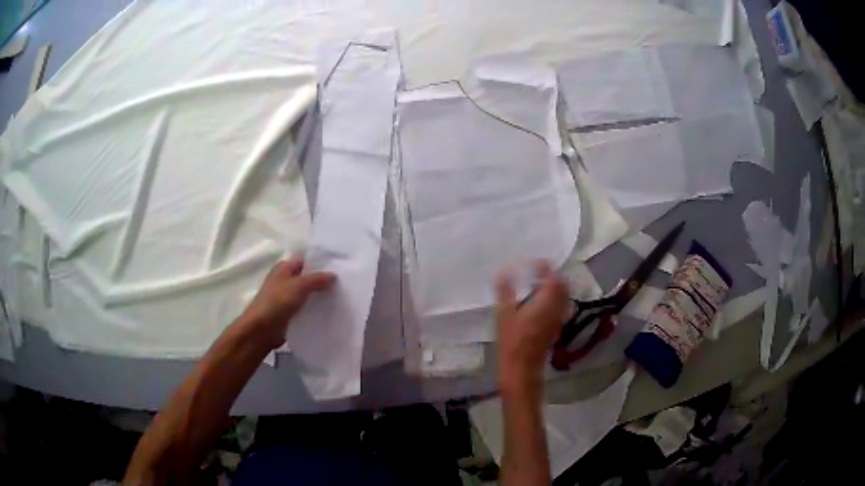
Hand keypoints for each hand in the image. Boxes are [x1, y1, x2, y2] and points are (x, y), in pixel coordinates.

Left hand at [240, 256, 335, 349]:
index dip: (319, 261)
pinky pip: (306, 308)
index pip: (304, 260)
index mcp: (284, 268)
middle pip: (307, 277)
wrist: (262, 330)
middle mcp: (285, 280)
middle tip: (344, 282)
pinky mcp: (290, 313)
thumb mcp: (299, 286)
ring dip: (320, 296)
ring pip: (308, 294)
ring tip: (341, 297)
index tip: (338, 265)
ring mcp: (287, 298)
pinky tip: (330, 312)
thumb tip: (333, 275)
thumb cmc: (277, 302)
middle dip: (322, 280)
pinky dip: (315, 309)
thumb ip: (317, 279)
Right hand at [495, 261, 569, 393]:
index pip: (553, 277)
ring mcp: (557, 320)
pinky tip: (538, 303)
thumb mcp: (504, 314)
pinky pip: (559, 307)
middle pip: (562, 286)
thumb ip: (505, 291)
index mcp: (546, 302)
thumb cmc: (512, 341)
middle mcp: (556, 309)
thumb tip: (503, 272)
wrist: (522, 369)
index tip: (535, 262)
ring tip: (537, 285)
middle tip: (537, 271)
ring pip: (562, 297)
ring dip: (554, 288)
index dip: (546, 267)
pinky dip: (553, 299)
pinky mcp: (554, 329)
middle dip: (552, 276)